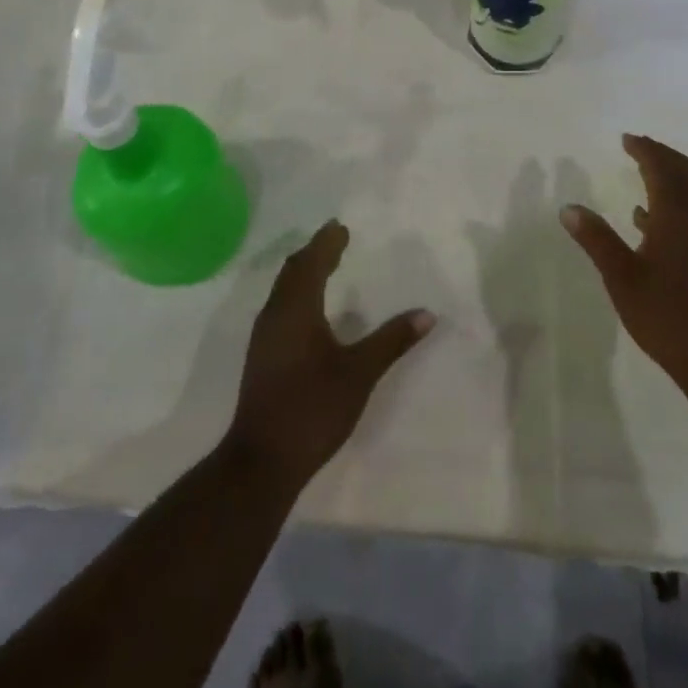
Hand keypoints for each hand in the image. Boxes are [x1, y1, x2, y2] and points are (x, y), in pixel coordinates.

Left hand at [225, 221, 435, 490]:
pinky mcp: (262, 356)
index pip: (311, 262)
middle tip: (334, 239)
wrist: (261, 461)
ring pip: (283, 289)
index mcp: (297, 309)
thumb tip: (427, 314)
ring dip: (303, 272)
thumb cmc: (312, 408)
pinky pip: (280, 306)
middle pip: (293, 271)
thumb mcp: (359, 373)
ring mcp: (264, 336)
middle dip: (314, 252)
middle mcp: (276, 314)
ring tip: (324, 265)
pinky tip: (308, 309)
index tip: (341, 227)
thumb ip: (391, 341)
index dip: (326, 243)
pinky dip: (296, 292)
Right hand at [562, 135, 687, 407]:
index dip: (643, 149)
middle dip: (661, 155)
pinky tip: (652, 221)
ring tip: (645, 174)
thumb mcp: (621, 277)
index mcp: (677, 212)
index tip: (626, 139)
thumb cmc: (668, 315)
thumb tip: (568, 208)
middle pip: (684, 170)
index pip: (660, 166)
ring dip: (672, 176)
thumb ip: (596, 239)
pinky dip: (679, 200)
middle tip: (638, 147)